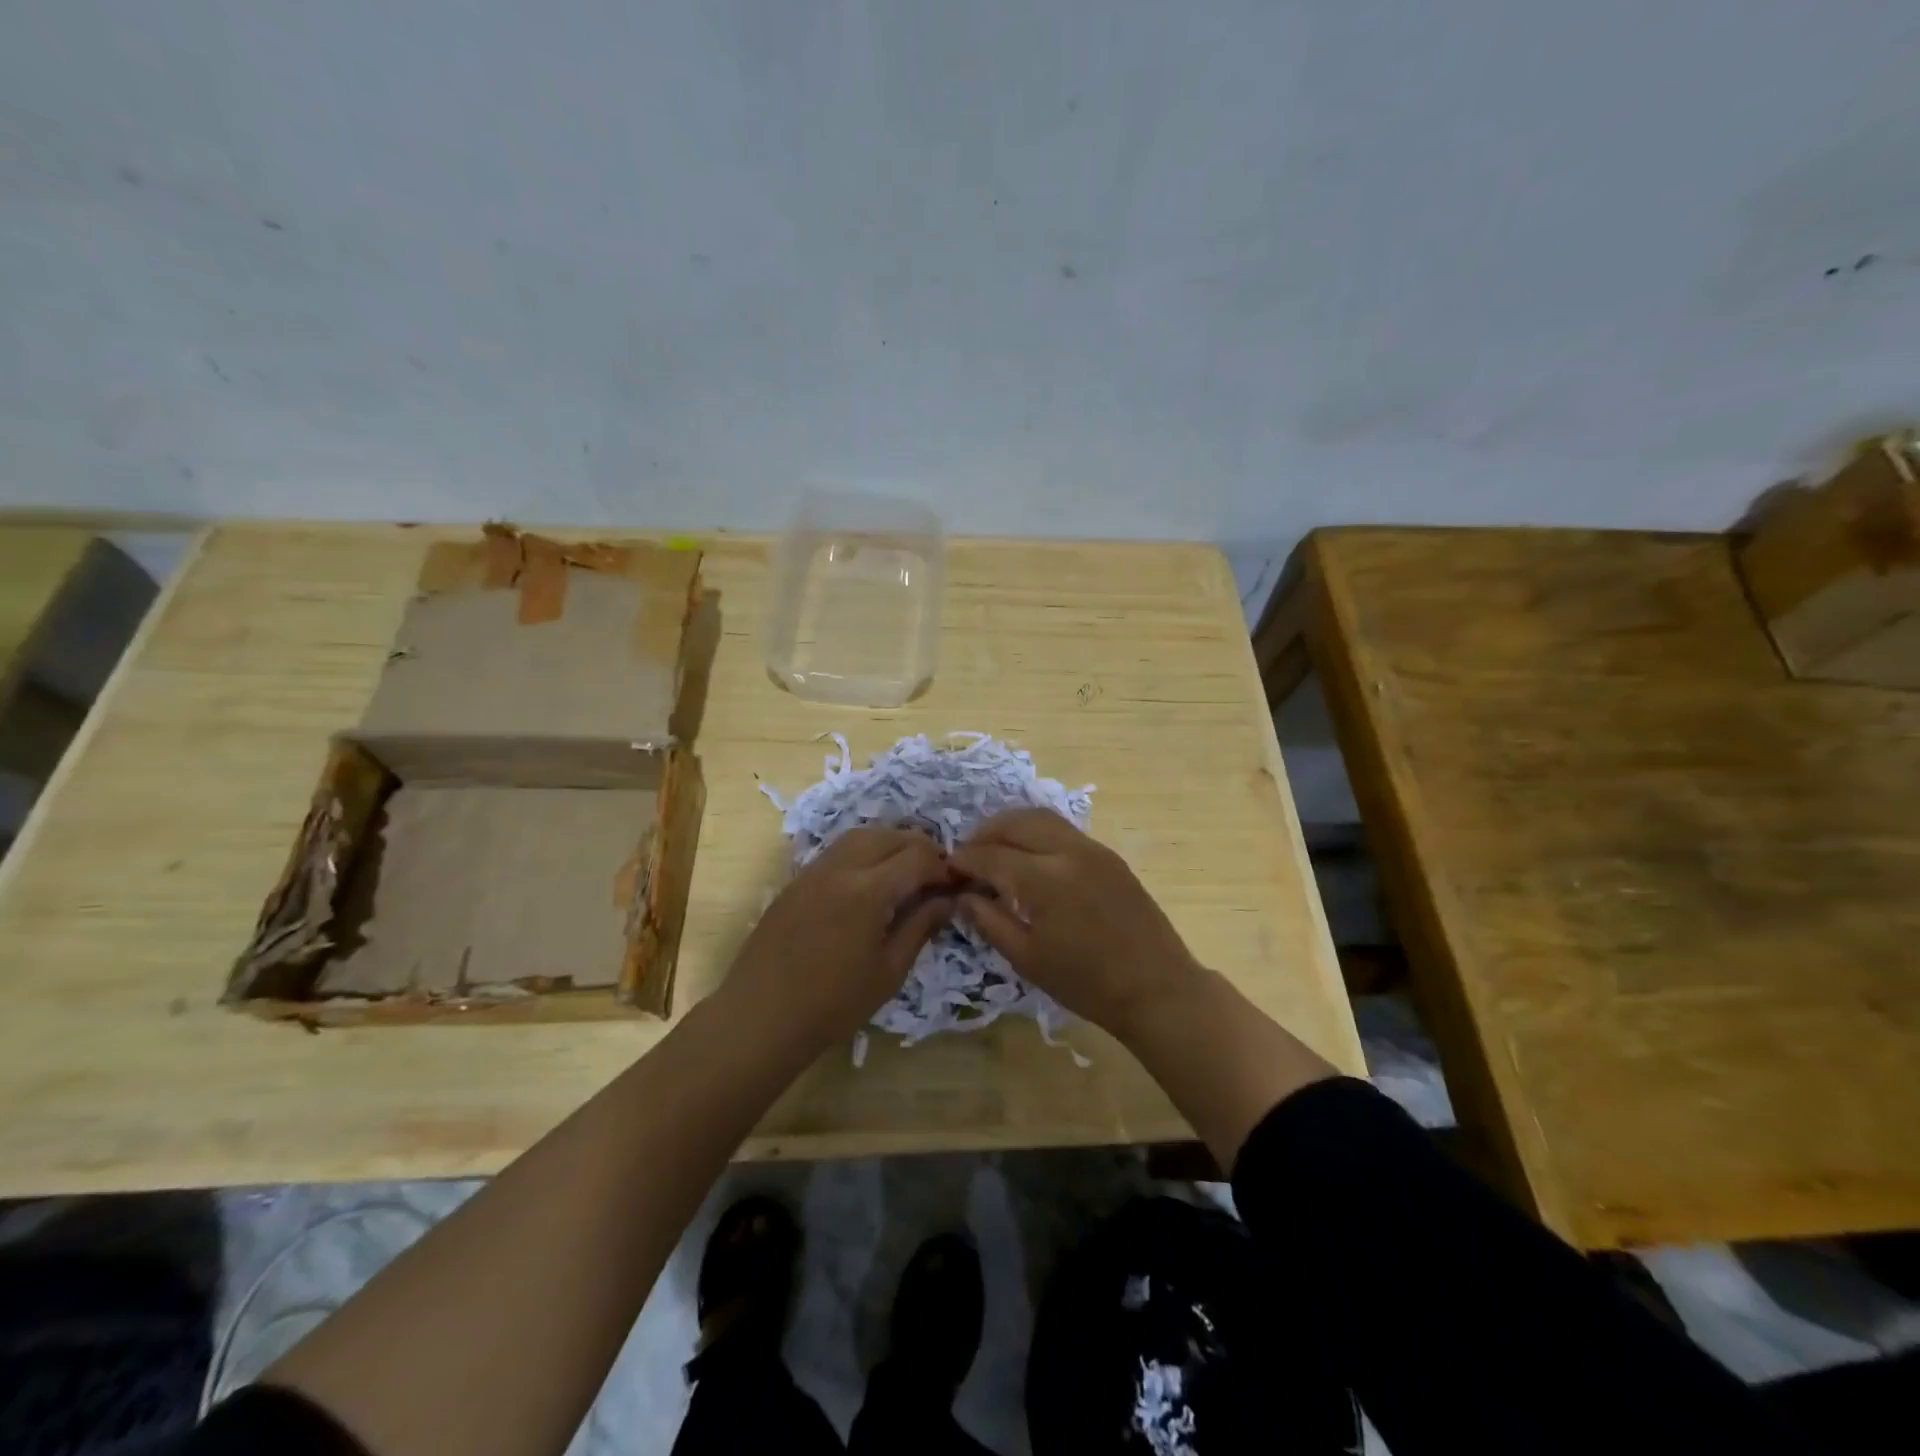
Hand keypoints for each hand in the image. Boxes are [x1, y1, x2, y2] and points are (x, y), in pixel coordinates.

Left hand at [722, 827, 958, 1053]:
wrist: (759, 1018)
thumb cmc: (832, 1005)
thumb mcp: (889, 972)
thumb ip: (920, 927)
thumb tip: (948, 900)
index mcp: (868, 890)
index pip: (918, 857)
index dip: (943, 867)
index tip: (955, 885)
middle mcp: (840, 867)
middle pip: (890, 835)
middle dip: (919, 848)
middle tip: (935, 876)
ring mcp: (813, 870)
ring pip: (861, 835)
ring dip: (890, 844)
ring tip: (906, 872)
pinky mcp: (796, 880)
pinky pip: (838, 850)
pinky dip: (863, 853)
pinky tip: (871, 882)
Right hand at [950, 809, 1202, 1039]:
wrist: (1157, 989)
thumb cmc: (1087, 984)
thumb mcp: (1027, 959)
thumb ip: (989, 921)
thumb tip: (963, 895)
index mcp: (1044, 879)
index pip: (991, 855)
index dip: (964, 860)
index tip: (948, 869)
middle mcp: (1068, 851)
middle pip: (1016, 822)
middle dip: (985, 833)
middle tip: (968, 854)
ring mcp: (1093, 849)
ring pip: (1041, 818)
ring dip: (1012, 827)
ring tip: (995, 849)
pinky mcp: (1109, 855)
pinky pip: (1063, 830)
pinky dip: (1037, 833)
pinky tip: (1029, 857)